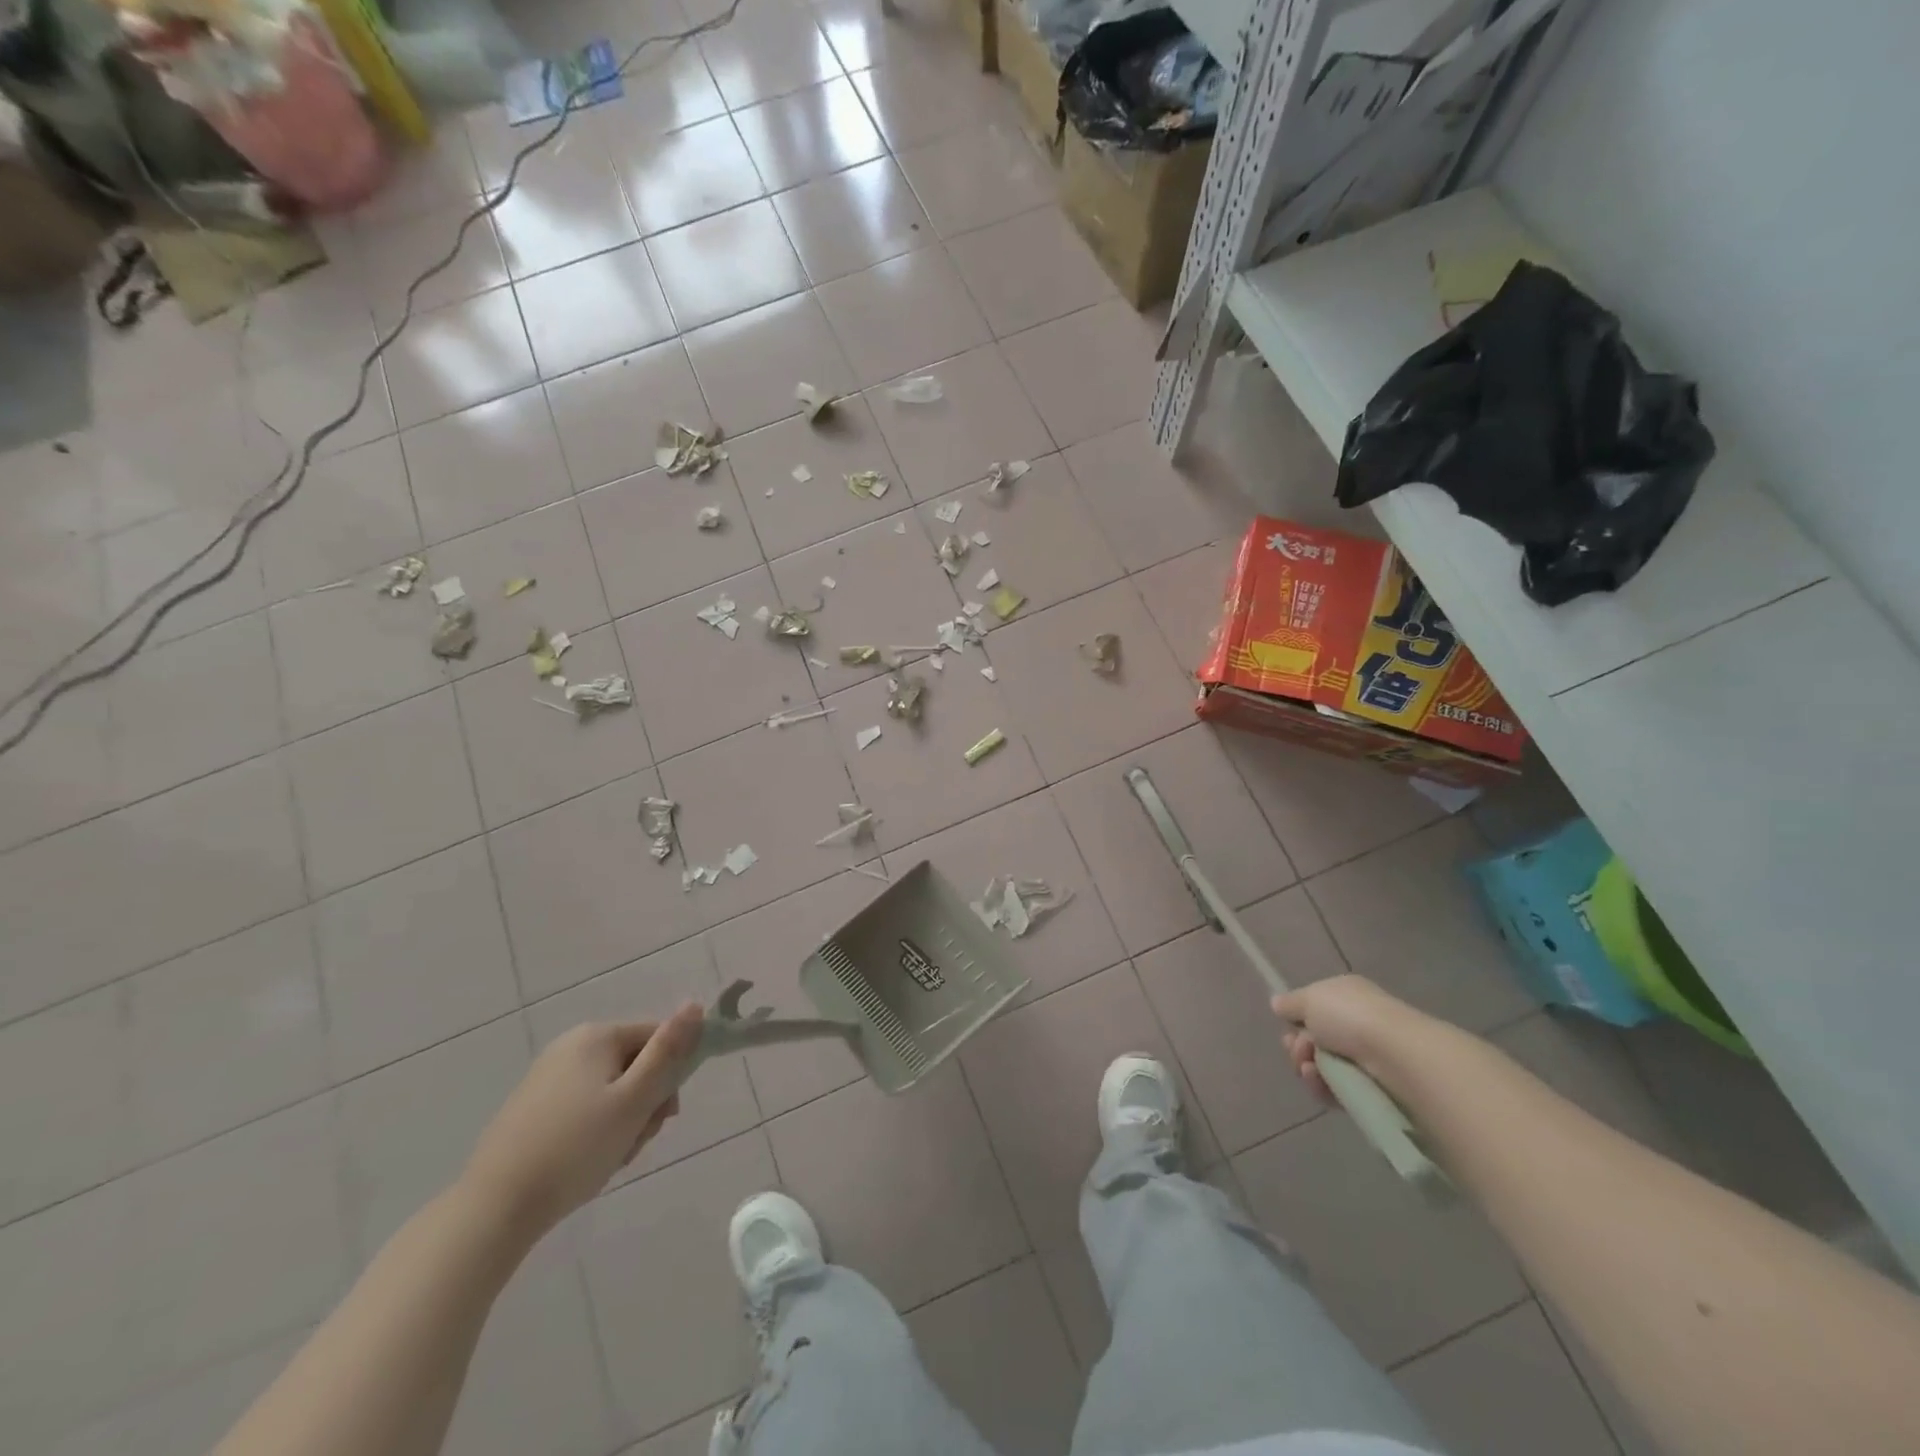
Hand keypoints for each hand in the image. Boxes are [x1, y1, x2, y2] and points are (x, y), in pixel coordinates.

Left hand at [461, 1002, 704, 1242]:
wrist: (494, 1209)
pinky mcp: (531, 1108)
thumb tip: (696, 1005)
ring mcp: (547, 1076)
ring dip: (623, 1122)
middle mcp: (571, 1045)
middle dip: (645, 1104)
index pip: (659, 1038)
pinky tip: (585, 1163)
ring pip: (611, 1091)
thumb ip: (669, 1051)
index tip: (663, 1116)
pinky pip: (583, 1108)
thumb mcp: (634, 1100)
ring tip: (610, 1158)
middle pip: (635, 1064)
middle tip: (634, 1141)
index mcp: (597, 1036)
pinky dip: (595, 1132)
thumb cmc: (576, 1149)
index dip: (670, 1076)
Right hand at [1271, 975, 1425, 1103]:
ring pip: (1321, 1066)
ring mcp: (1366, 1058)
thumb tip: (1277, 1004)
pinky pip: (1335, 1090)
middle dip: (1298, 1046)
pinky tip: (1318, 1082)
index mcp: (1346, 996)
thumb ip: (1290, 1003)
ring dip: (1307, 1067)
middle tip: (1300, 1050)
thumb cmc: (1351, 1017)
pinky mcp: (1370, 1089)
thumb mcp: (1310, 998)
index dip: (1296, 1019)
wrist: (1396, 1056)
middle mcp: (1356, 1024)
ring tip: (1310, 1069)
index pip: (1313, 1009)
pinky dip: (1321, 1087)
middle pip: (1313, 1039)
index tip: (1287, 1026)